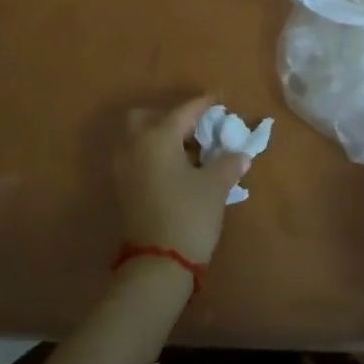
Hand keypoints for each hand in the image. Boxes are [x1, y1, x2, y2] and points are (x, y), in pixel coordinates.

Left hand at [114, 97, 248, 267]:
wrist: (158, 265)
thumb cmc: (189, 215)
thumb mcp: (215, 186)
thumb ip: (228, 164)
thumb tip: (240, 155)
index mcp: (156, 138)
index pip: (184, 111)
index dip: (205, 104)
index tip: (220, 98)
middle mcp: (134, 146)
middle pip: (147, 118)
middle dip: (170, 118)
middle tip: (196, 128)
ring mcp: (123, 169)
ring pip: (139, 139)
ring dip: (161, 138)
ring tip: (191, 151)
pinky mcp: (123, 189)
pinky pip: (138, 158)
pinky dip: (155, 155)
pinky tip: (179, 169)